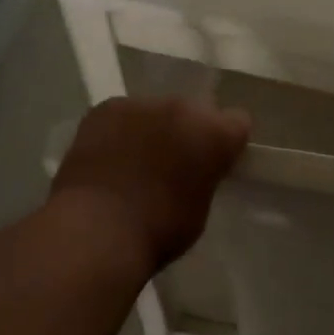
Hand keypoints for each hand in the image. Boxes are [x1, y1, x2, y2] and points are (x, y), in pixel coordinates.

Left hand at [50, 97, 250, 271]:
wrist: (96, 231)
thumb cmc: (158, 231)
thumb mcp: (200, 208)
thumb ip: (205, 176)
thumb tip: (195, 170)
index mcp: (215, 132)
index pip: (237, 122)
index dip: (226, 143)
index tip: (214, 163)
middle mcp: (183, 107)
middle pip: (194, 111)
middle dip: (188, 132)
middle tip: (172, 163)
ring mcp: (142, 104)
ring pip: (156, 111)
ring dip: (153, 129)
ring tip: (134, 162)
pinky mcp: (106, 107)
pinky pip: (122, 114)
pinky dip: (120, 131)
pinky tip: (108, 158)